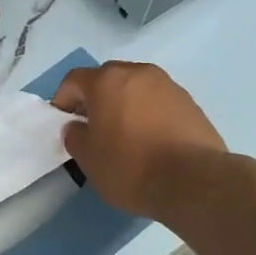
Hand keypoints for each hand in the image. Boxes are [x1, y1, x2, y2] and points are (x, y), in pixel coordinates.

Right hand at [53, 61, 226, 218]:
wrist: (192, 181)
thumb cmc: (130, 167)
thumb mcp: (88, 159)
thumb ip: (75, 137)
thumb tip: (76, 127)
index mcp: (107, 81)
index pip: (74, 80)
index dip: (63, 100)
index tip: (63, 123)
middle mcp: (138, 73)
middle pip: (107, 79)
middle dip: (95, 99)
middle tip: (92, 127)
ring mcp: (168, 86)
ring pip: (135, 89)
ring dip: (123, 105)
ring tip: (123, 136)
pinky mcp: (190, 103)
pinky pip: (158, 102)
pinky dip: (147, 114)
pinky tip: (149, 142)